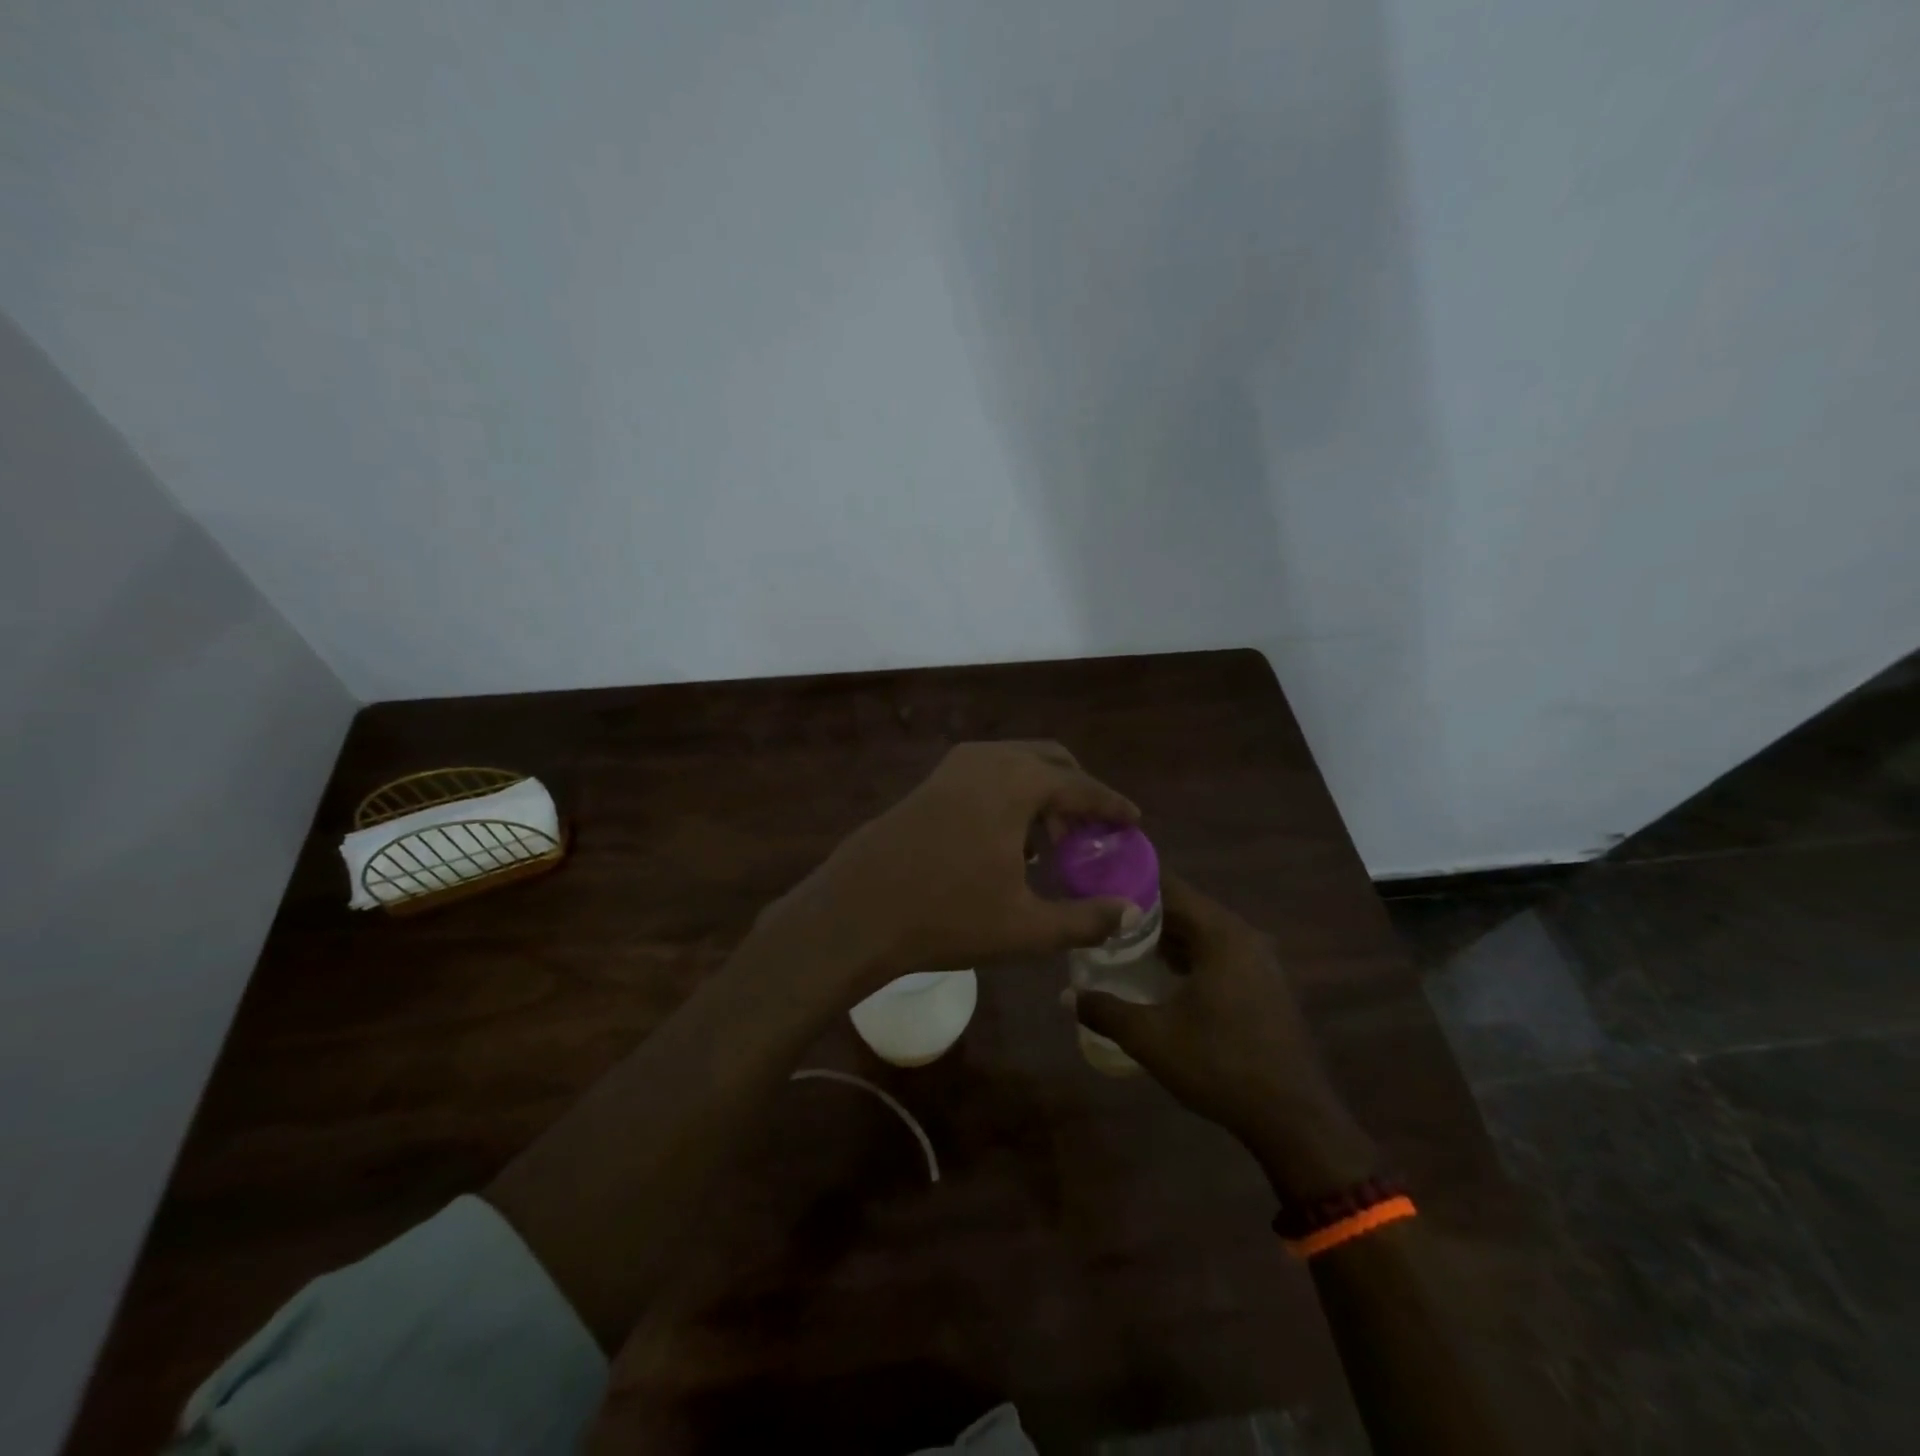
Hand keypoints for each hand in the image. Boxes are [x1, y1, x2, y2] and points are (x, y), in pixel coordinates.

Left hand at [769, 741, 1140, 994]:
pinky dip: (1010, 794)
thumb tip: (1129, 912)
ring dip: (1042, 792)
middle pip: (1050, 760)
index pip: (1081, 786)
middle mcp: (987, 759)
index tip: (1134, 820)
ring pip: (1016, 764)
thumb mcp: (1024, 927)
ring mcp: (952, 767)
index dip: (1112, 805)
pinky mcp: (929, 782)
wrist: (854, 912)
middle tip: (1090, 832)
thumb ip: (1084, 919)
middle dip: (1077, 791)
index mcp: (1017, 782)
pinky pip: (987, 774)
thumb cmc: (946, 915)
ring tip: (1050, 843)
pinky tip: (1007, 841)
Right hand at [1074, 873, 1376, 1199]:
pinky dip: (1190, 957)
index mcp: (1220, 934)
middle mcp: (1244, 936)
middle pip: (1186, 909)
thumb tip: (1066, 995)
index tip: (1096, 887)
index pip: (1169, 887)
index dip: (1131, 883)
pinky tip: (1164, 980)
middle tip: (1102, 921)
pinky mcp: (1266, 986)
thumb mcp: (1152, 1038)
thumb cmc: (1220, 1066)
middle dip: (1143, 914)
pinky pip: (1220, 954)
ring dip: (1166, 938)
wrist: (1295, 1120)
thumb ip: (1106, 1010)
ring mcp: (1260, 961)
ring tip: (1124, 948)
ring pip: (1203, 934)